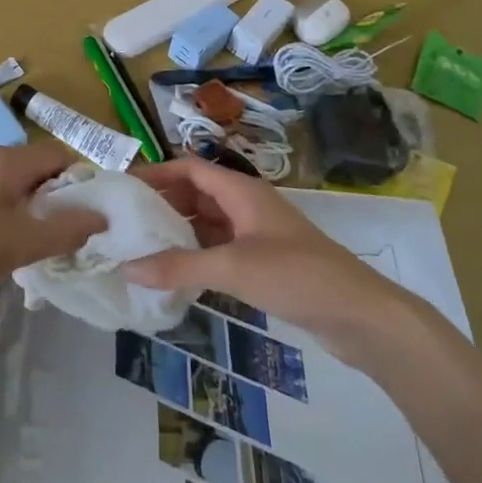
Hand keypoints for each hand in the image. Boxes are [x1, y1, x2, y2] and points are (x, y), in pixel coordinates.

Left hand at [0, 142, 104, 309]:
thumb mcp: (21, 244)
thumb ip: (65, 229)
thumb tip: (101, 217)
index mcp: (8, 161)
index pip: (60, 155)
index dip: (81, 182)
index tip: (88, 215)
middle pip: (39, 169)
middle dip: (58, 199)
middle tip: (65, 234)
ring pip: (17, 186)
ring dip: (34, 210)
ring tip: (37, 245)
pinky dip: (10, 216)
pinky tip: (4, 247)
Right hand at [125, 157, 406, 349]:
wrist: (359, 314)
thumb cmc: (296, 275)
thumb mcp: (233, 268)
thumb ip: (179, 267)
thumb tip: (126, 268)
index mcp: (242, 191)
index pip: (189, 168)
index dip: (156, 174)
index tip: (122, 190)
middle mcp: (247, 205)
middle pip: (196, 193)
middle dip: (162, 204)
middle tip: (124, 223)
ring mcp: (257, 234)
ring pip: (208, 222)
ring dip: (178, 232)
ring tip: (140, 247)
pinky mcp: (264, 261)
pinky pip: (220, 248)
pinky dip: (197, 255)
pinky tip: (175, 273)